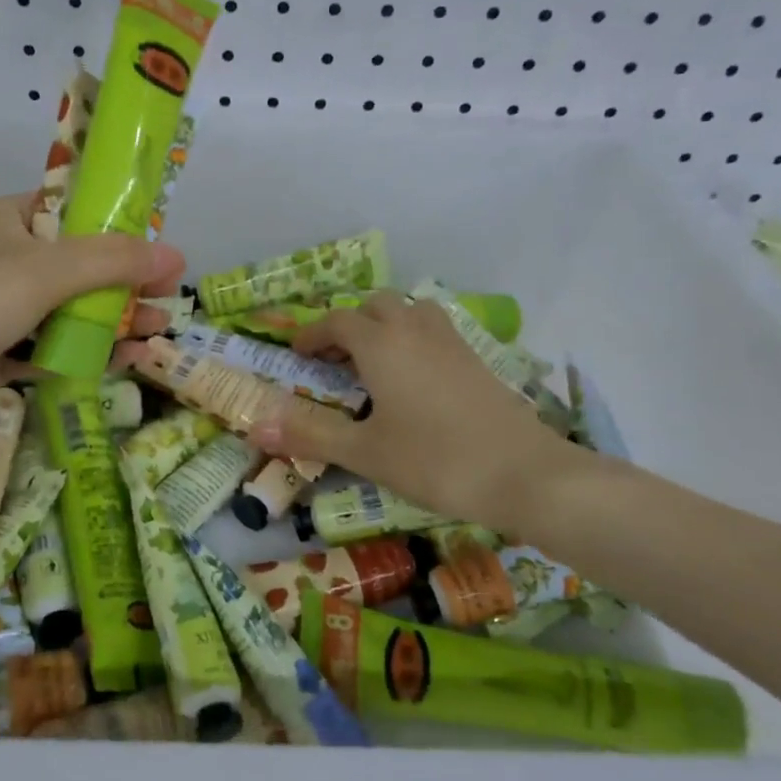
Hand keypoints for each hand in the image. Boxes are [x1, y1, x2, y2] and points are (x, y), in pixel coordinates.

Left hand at [0, 193, 184, 455]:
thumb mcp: (46, 270)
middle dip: (123, 281)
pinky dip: (87, 352)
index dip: (116, 225)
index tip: (157, 246)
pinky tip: (128, 361)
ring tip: (157, 332)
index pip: (70, 210)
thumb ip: (112, 261)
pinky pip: (53, 347)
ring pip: (68, 309)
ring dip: (112, 320)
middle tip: (168, 296)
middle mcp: (3, 260)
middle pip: (77, 265)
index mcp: (6, 220)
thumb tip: (175, 257)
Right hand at [244, 292, 591, 534]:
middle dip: (349, 325)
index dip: (312, 335)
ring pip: (410, 311)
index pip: (337, 322)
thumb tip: (254, 426)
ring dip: (385, 326)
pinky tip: (415, 380)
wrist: (526, 474)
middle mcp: (414, 330)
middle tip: (336, 361)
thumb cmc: (435, 461)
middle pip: (375, 306)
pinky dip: (413, 339)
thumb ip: (309, 434)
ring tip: (374, 363)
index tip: (297, 355)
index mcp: (381, 345)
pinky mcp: (477, 358)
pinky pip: (434, 330)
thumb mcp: (364, 452)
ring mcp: (451, 341)